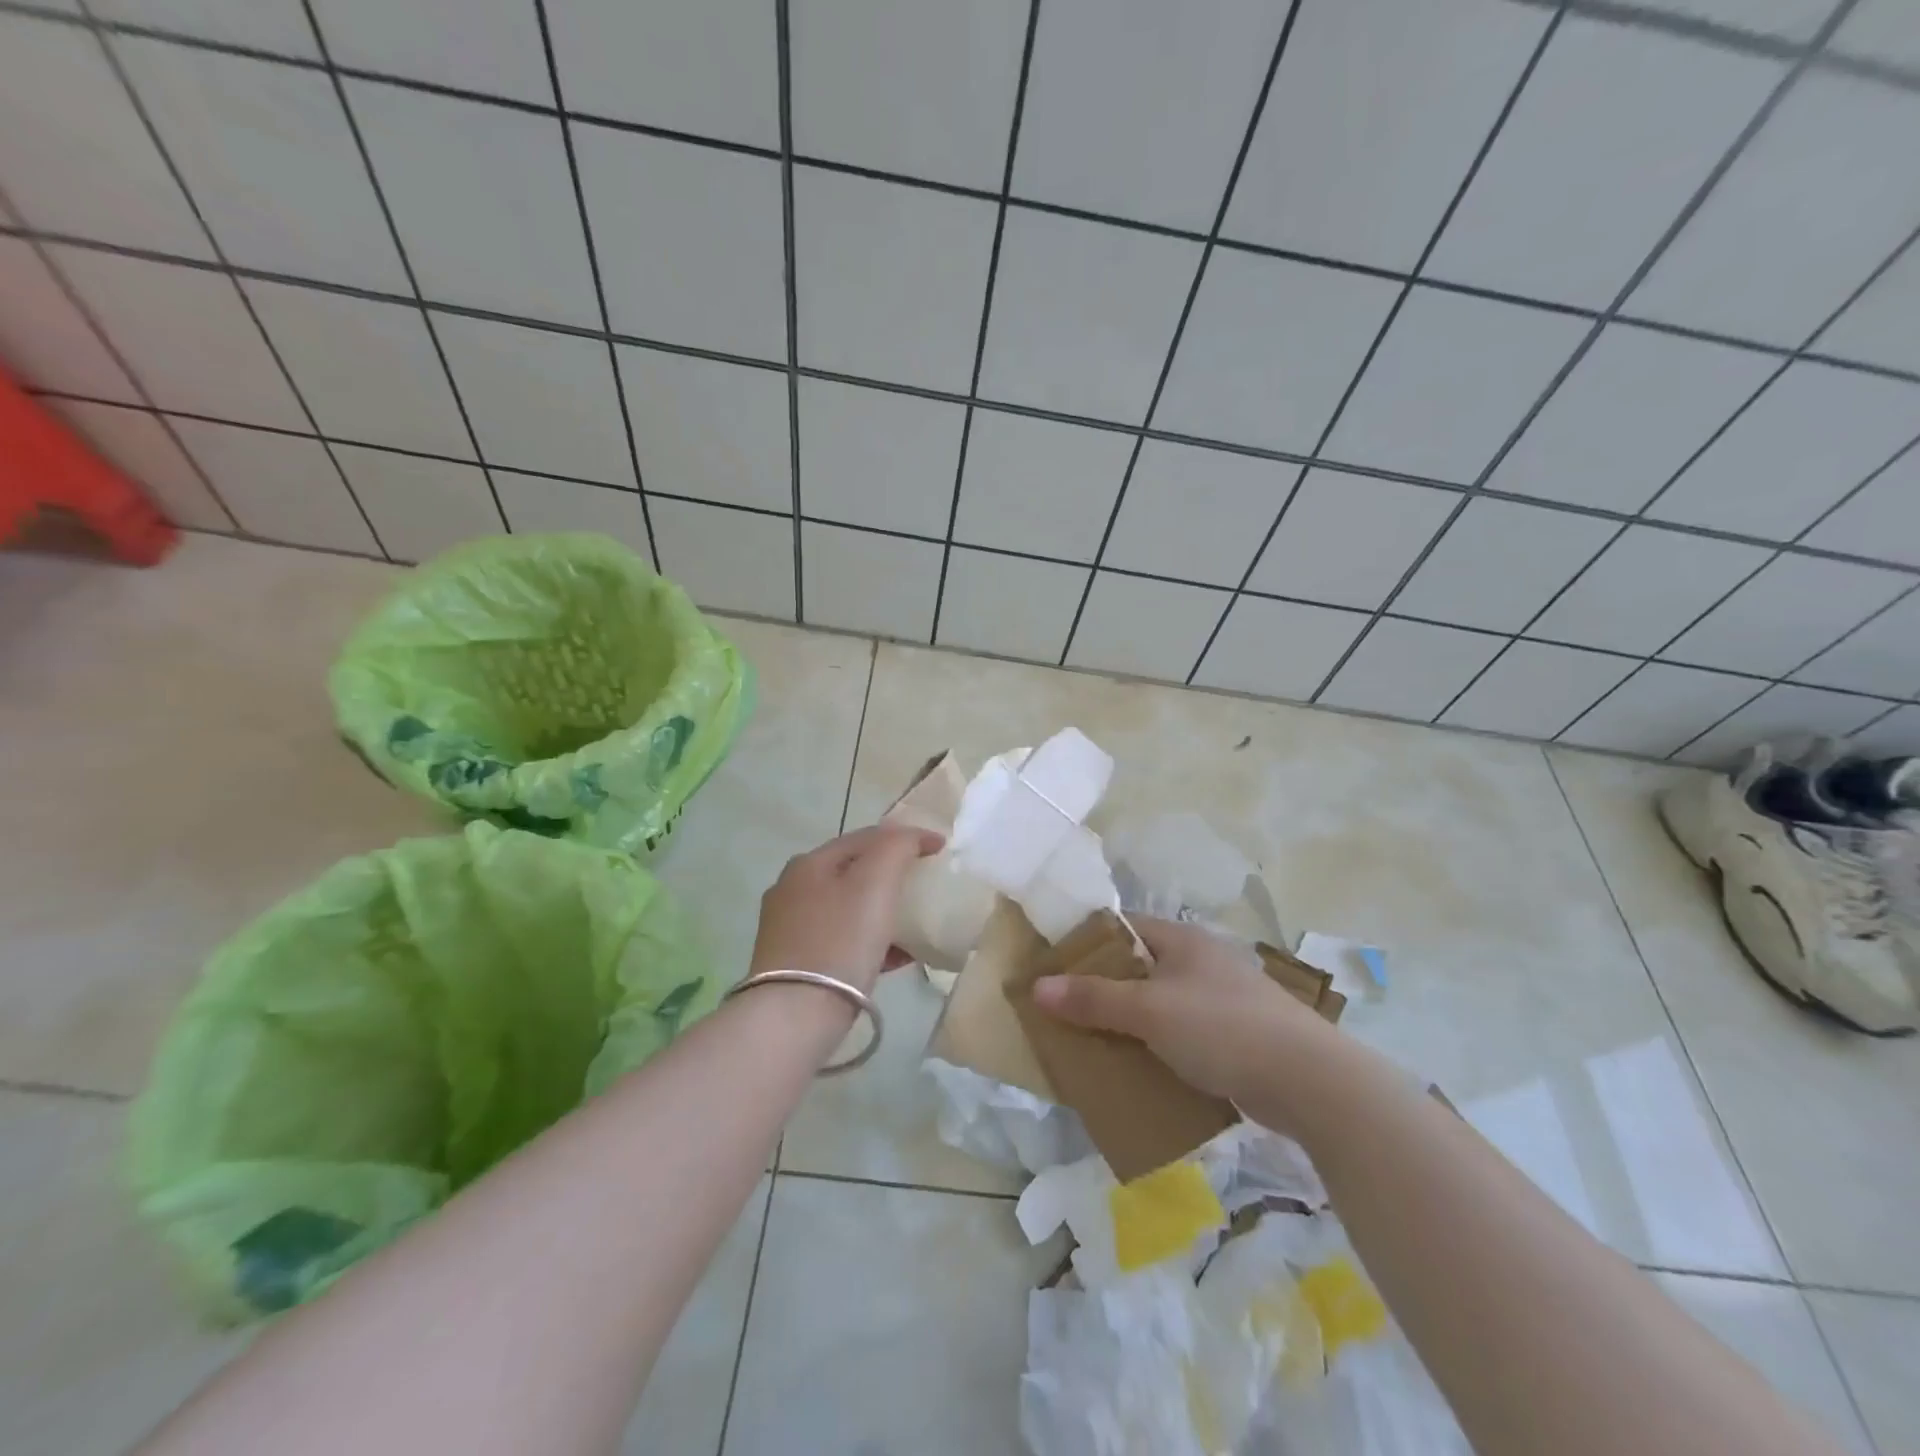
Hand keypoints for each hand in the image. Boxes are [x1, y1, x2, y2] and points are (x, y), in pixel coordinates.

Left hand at [750, 824, 943, 993]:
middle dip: (889, 877)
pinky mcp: (793, 964)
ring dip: (880, 913)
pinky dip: (868, 943)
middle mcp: (791, 890)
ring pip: (846, 909)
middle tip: (922, 887)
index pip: (864, 837)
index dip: (905, 838)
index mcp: (809, 863)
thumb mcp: (876, 882)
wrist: (795, 1014)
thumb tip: (916, 835)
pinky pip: (840, 942)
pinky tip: (894, 960)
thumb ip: (897, 847)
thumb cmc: (840, 940)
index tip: (939, 850)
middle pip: (852, 873)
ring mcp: (788, 929)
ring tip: (913, 928)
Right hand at [1032, 916, 1341, 1109]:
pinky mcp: (1237, 1036)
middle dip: (1105, 991)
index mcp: (1182, 940)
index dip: (1087, 945)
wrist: (1311, 1082)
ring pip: (1162, 1005)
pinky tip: (1143, 1070)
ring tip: (1098, 1046)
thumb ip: (1093, 999)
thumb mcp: (1149, 1011)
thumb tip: (1038, 987)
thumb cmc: (1222, 1029)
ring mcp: (1223, 999)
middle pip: (1140, 968)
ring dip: (1132, 1024)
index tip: (1055, 971)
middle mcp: (1202, 961)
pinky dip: (1161, 1048)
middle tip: (1068, 1014)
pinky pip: (1184, 1035)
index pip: (1123, 929)